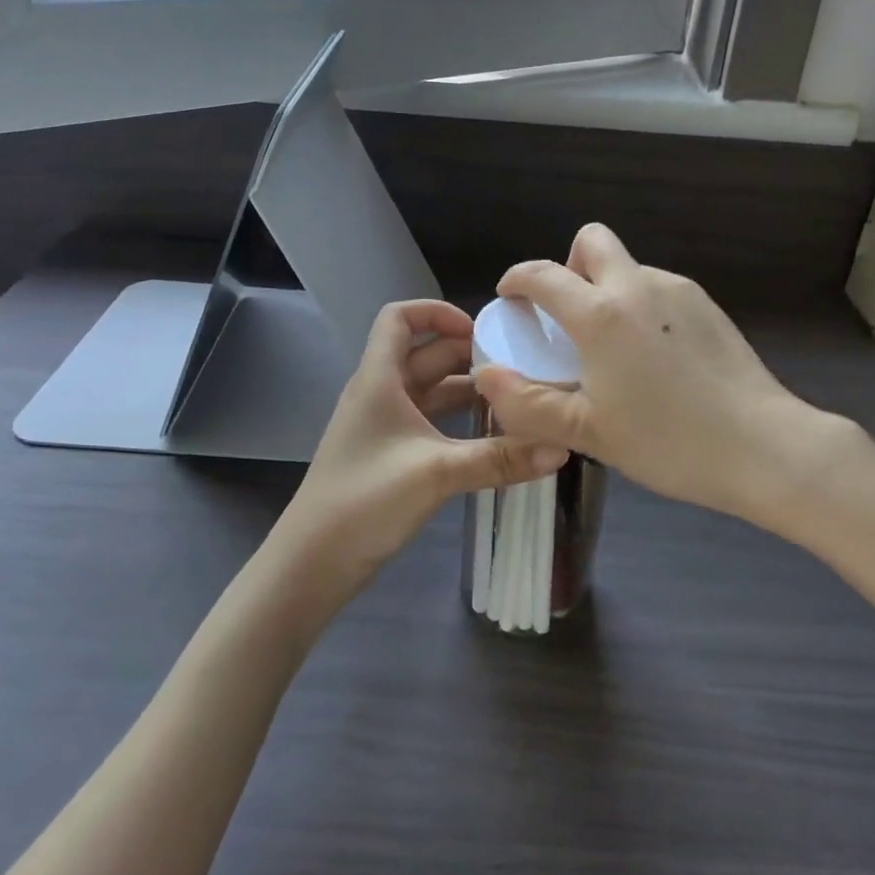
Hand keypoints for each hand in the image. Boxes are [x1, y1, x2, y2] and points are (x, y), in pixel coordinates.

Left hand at [277, 300, 568, 586]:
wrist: (313, 562)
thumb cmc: (366, 500)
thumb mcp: (438, 473)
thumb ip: (500, 459)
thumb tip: (560, 448)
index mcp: (379, 378)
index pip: (399, 317)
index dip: (436, 311)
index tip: (478, 330)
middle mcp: (379, 392)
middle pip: (424, 353)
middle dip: (467, 354)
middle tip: (516, 366)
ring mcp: (382, 424)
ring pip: (428, 389)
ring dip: (466, 390)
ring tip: (512, 398)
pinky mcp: (388, 453)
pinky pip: (427, 420)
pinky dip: (456, 419)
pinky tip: (489, 435)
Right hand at [472, 225, 834, 532]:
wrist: (763, 446)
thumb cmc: (668, 442)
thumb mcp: (588, 433)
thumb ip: (528, 403)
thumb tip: (486, 376)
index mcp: (601, 314)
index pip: (543, 274)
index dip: (517, 280)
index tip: (510, 297)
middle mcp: (637, 286)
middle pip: (592, 240)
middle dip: (569, 265)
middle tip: (569, 315)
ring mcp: (678, 291)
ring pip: (629, 267)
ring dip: (608, 289)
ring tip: (615, 347)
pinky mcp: (707, 305)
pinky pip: (658, 288)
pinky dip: (641, 306)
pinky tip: (655, 356)